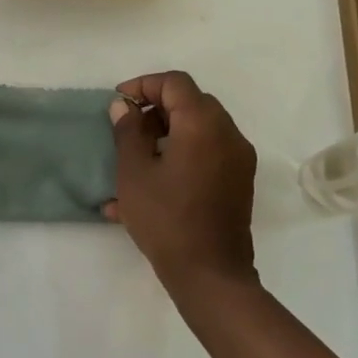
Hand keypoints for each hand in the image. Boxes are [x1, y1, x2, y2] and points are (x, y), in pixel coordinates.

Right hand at [105, 70, 257, 303]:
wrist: (210, 274)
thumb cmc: (166, 219)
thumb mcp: (134, 173)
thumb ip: (128, 132)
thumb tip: (124, 106)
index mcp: (203, 124)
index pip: (175, 83)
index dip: (144, 86)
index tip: (119, 104)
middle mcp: (228, 134)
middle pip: (191, 102)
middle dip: (156, 109)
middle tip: (128, 129)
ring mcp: (238, 159)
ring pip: (200, 128)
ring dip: (168, 132)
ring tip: (136, 156)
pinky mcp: (239, 182)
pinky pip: (208, 153)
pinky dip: (181, 154)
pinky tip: (151, 183)